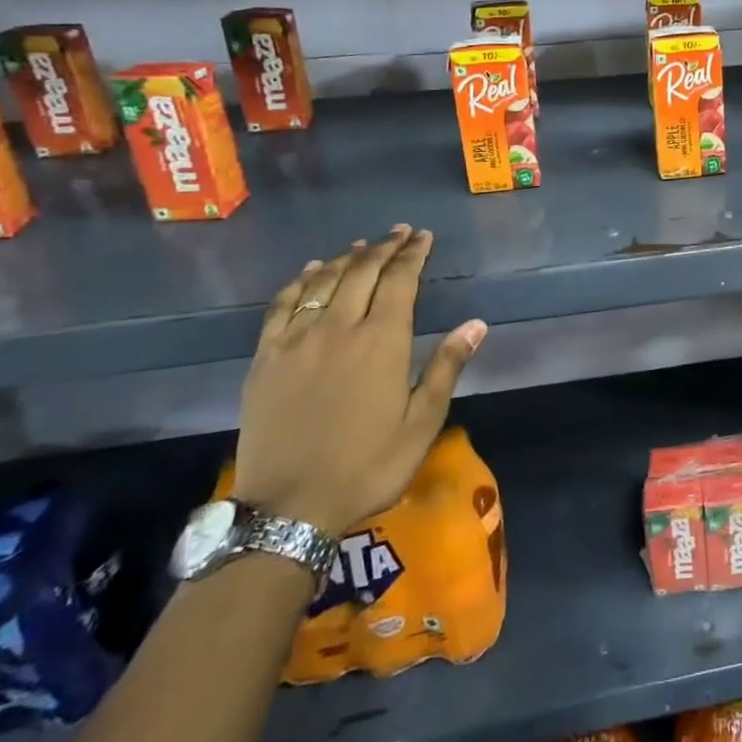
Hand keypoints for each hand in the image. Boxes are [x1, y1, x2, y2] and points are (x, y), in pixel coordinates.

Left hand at [233, 226, 485, 535]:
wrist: (288, 508)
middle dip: (384, 248)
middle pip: (362, 272)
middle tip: (399, 232)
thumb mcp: (422, 423)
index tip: (423, 237)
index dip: (413, 255)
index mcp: (381, 341)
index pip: (399, 281)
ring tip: (362, 245)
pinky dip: (300, 281)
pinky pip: (282, 305)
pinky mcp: (265, 358)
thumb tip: (476, 324)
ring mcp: (296, 341)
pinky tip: (311, 272)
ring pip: (323, 282)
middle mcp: (338, 328)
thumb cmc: (367, 466)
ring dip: (347, 258)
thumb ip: (446, 367)